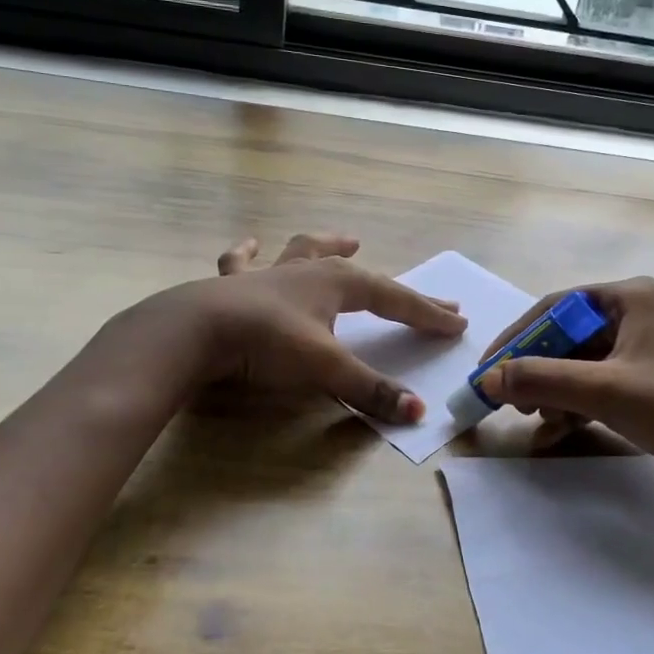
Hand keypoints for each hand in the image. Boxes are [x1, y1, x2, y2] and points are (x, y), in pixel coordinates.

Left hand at [167, 232, 465, 423]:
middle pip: (364, 276)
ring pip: (306, 251)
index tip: (457, 322)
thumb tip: (418, 412)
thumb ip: (369, 390)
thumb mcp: (324, 368)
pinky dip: (248, 254)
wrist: (195, 331)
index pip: (395, 299)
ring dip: (329, 246)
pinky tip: (250, 243)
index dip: (427, 312)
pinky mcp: (233, 284)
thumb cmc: (267, 342)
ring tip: (349, 240)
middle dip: (399, 290)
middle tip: (431, 298)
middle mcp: (308, 270)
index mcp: (337, 283)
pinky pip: (243, 262)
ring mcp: (269, 274)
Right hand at [476, 277, 653, 498]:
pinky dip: (582, 403)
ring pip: (586, 363)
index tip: (491, 367)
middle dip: (540, 371)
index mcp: (632, 298)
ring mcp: (653, 347)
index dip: (518, 337)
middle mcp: (642, 312)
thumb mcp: (604, 391)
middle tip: (515, 401)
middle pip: (571, 336)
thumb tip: (488, 377)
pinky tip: (561, 431)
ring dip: (558, 391)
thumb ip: (542, 379)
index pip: (557, 307)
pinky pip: (606, 382)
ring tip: (540, 422)